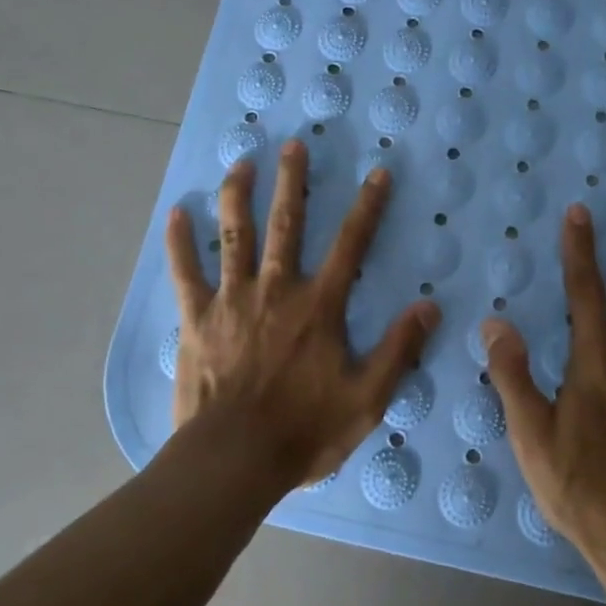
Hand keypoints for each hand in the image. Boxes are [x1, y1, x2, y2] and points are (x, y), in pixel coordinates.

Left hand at [165, 141, 439, 488]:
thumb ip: (399, 349)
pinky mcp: (196, 319)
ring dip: (239, 195)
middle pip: (287, 224)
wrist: (233, 460)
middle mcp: (277, 289)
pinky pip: (185, 273)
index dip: (367, 207)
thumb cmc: (304, 431)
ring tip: (241, 162)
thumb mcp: (367, 399)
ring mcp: (232, 300)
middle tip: (293, 145)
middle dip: (292, 181)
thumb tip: (429, 306)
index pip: (351, 244)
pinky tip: (176, 213)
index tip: (378, 173)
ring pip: (235, 236)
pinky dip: (180, 243)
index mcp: (319, 306)